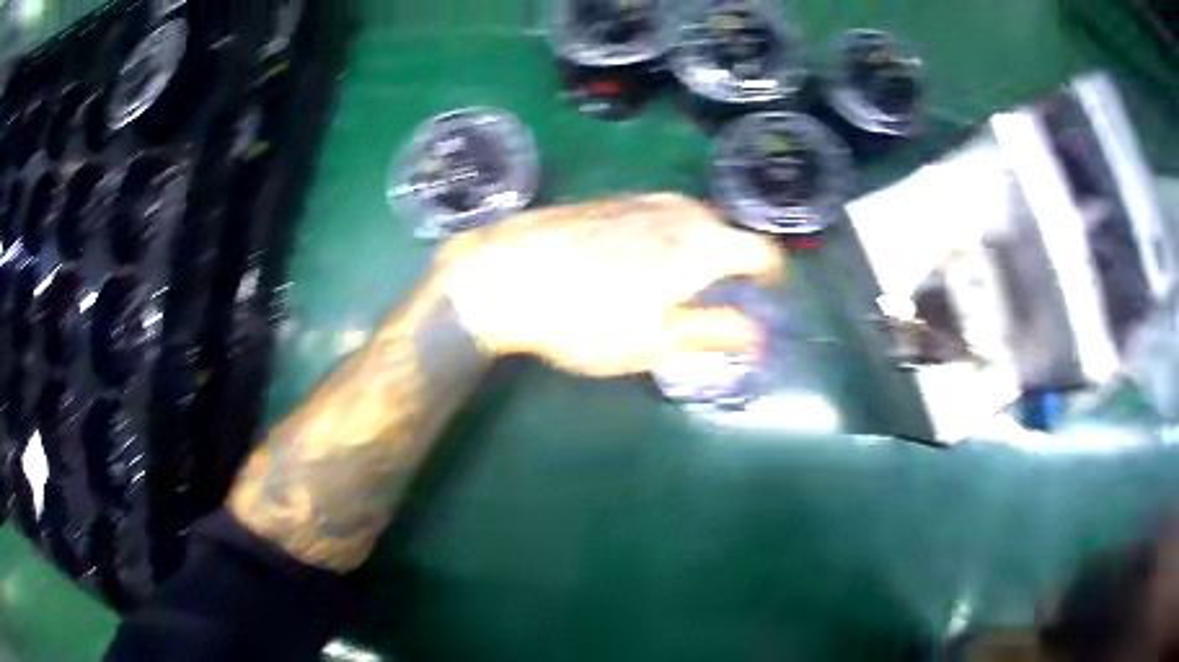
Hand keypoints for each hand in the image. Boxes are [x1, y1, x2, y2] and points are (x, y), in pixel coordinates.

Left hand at [438, 193, 784, 376]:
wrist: (504, 274)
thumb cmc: (586, 318)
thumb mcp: (657, 339)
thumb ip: (715, 331)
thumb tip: (760, 334)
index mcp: (703, 243)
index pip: (761, 252)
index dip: (771, 277)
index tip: (766, 297)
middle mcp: (680, 209)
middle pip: (727, 233)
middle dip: (731, 265)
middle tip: (715, 301)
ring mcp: (641, 198)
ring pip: (690, 222)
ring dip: (696, 250)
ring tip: (674, 286)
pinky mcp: (609, 199)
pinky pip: (657, 216)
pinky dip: (664, 238)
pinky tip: (632, 264)